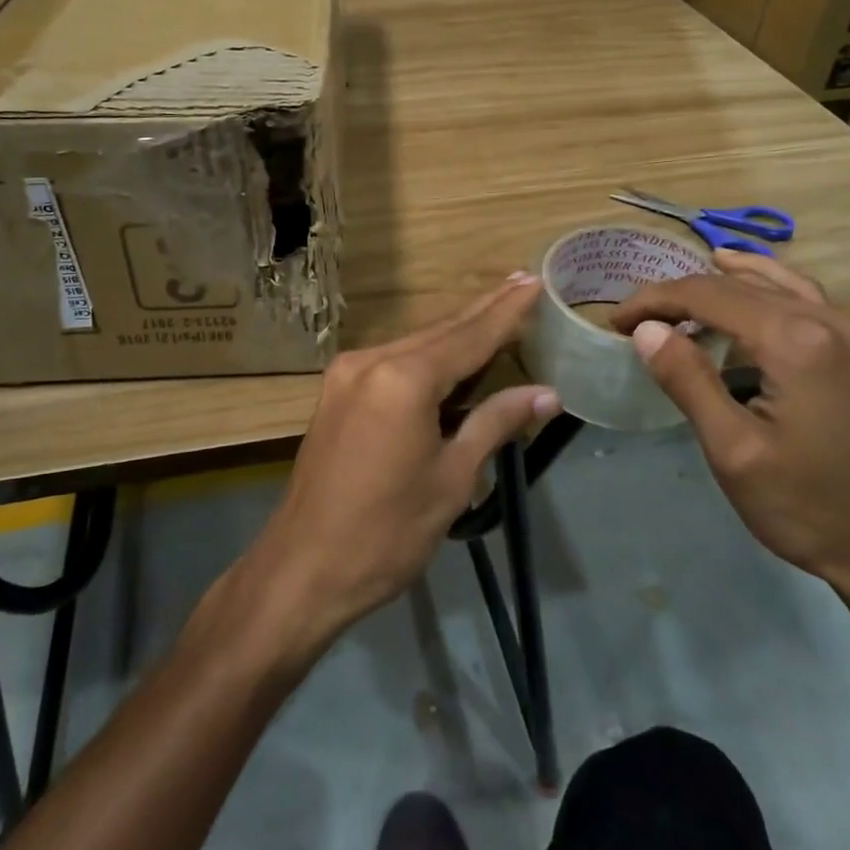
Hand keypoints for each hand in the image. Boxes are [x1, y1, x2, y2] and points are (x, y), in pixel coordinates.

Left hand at [241, 275, 558, 662]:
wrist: (303, 568)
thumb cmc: (387, 533)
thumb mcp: (451, 478)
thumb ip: (495, 423)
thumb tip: (546, 393)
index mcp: (403, 379)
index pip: (469, 336)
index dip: (506, 312)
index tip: (534, 281)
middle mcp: (371, 361)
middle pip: (439, 330)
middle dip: (482, 310)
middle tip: (520, 282)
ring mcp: (347, 375)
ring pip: (414, 344)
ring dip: (455, 332)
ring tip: (495, 311)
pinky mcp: (336, 393)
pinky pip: (392, 362)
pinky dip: (426, 356)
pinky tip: (449, 353)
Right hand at [610, 250, 849, 601]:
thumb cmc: (809, 507)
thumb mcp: (733, 450)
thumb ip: (688, 380)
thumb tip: (646, 330)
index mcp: (795, 340)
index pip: (707, 296)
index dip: (654, 302)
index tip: (616, 321)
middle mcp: (827, 319)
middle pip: (736, 286)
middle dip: (677, 296)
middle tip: (632, 320)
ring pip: (769, 284)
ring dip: (715, 285)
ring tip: (671, 296)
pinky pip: (800, 294)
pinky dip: (761, 282)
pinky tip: (744, 279)